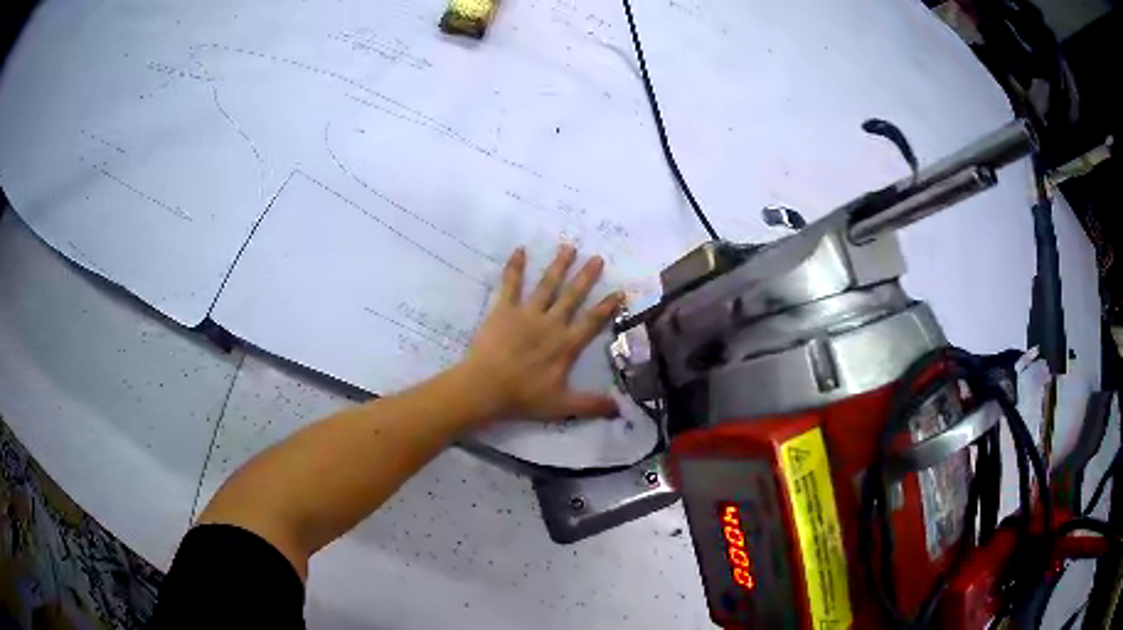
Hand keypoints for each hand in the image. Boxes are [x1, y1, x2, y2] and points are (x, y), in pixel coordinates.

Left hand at [459, 244, 624, 422]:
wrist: (485, 387)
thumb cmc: (523, 397)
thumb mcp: (562, 406)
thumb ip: (591, 405)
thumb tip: (620, 409)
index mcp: (566, 345)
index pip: (592, 321)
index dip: (607, 306)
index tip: (619, 291)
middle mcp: (551, 323)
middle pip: (572, 296)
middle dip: (586, 277)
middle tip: (597, 258)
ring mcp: (527, 313)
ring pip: (547, 285)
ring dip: (559, 265)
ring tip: (568, 247)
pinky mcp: (504, 309)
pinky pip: (511, 284)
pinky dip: (515, 267)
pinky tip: (519, 250)